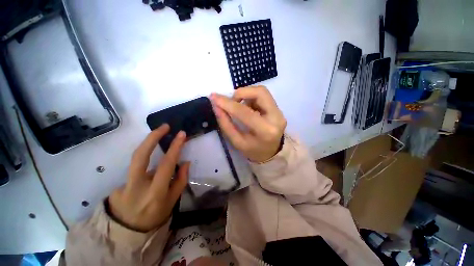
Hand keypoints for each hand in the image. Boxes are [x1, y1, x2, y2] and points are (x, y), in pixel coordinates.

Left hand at [108, 124, 189, 231]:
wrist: (127, 231)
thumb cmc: (155, 215)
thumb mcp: (173, 201)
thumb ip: (180, 180)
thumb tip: (186, 162)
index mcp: (155, 192)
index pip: (166, 164)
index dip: (174, 148)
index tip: (181, 135)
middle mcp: (137, 186)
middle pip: (140, 156)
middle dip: (153, 137)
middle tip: (164, 127)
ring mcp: (124, 184)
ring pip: (136, 158)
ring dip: (148, 143)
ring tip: (159, 135)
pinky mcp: (118, 183)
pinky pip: (136, 168)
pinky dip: (146, 162)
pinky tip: (151, 168)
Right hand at [210, 86, 285, 162]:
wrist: (272, 152)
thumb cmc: (253, 150)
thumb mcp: (237, 142)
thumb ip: (226, 124)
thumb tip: (216, 106)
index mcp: (265, 131)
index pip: (245, 112)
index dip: (228, 103)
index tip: (214, 98)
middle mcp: (276, 118)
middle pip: (260, 92)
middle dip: (241, 93)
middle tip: (231, 101)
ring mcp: (279, 112)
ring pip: (261, 92)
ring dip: (246, 95)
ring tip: (239, 106)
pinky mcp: (278, 109)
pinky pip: (263, 96)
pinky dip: (251, 98)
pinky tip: (248, 108)